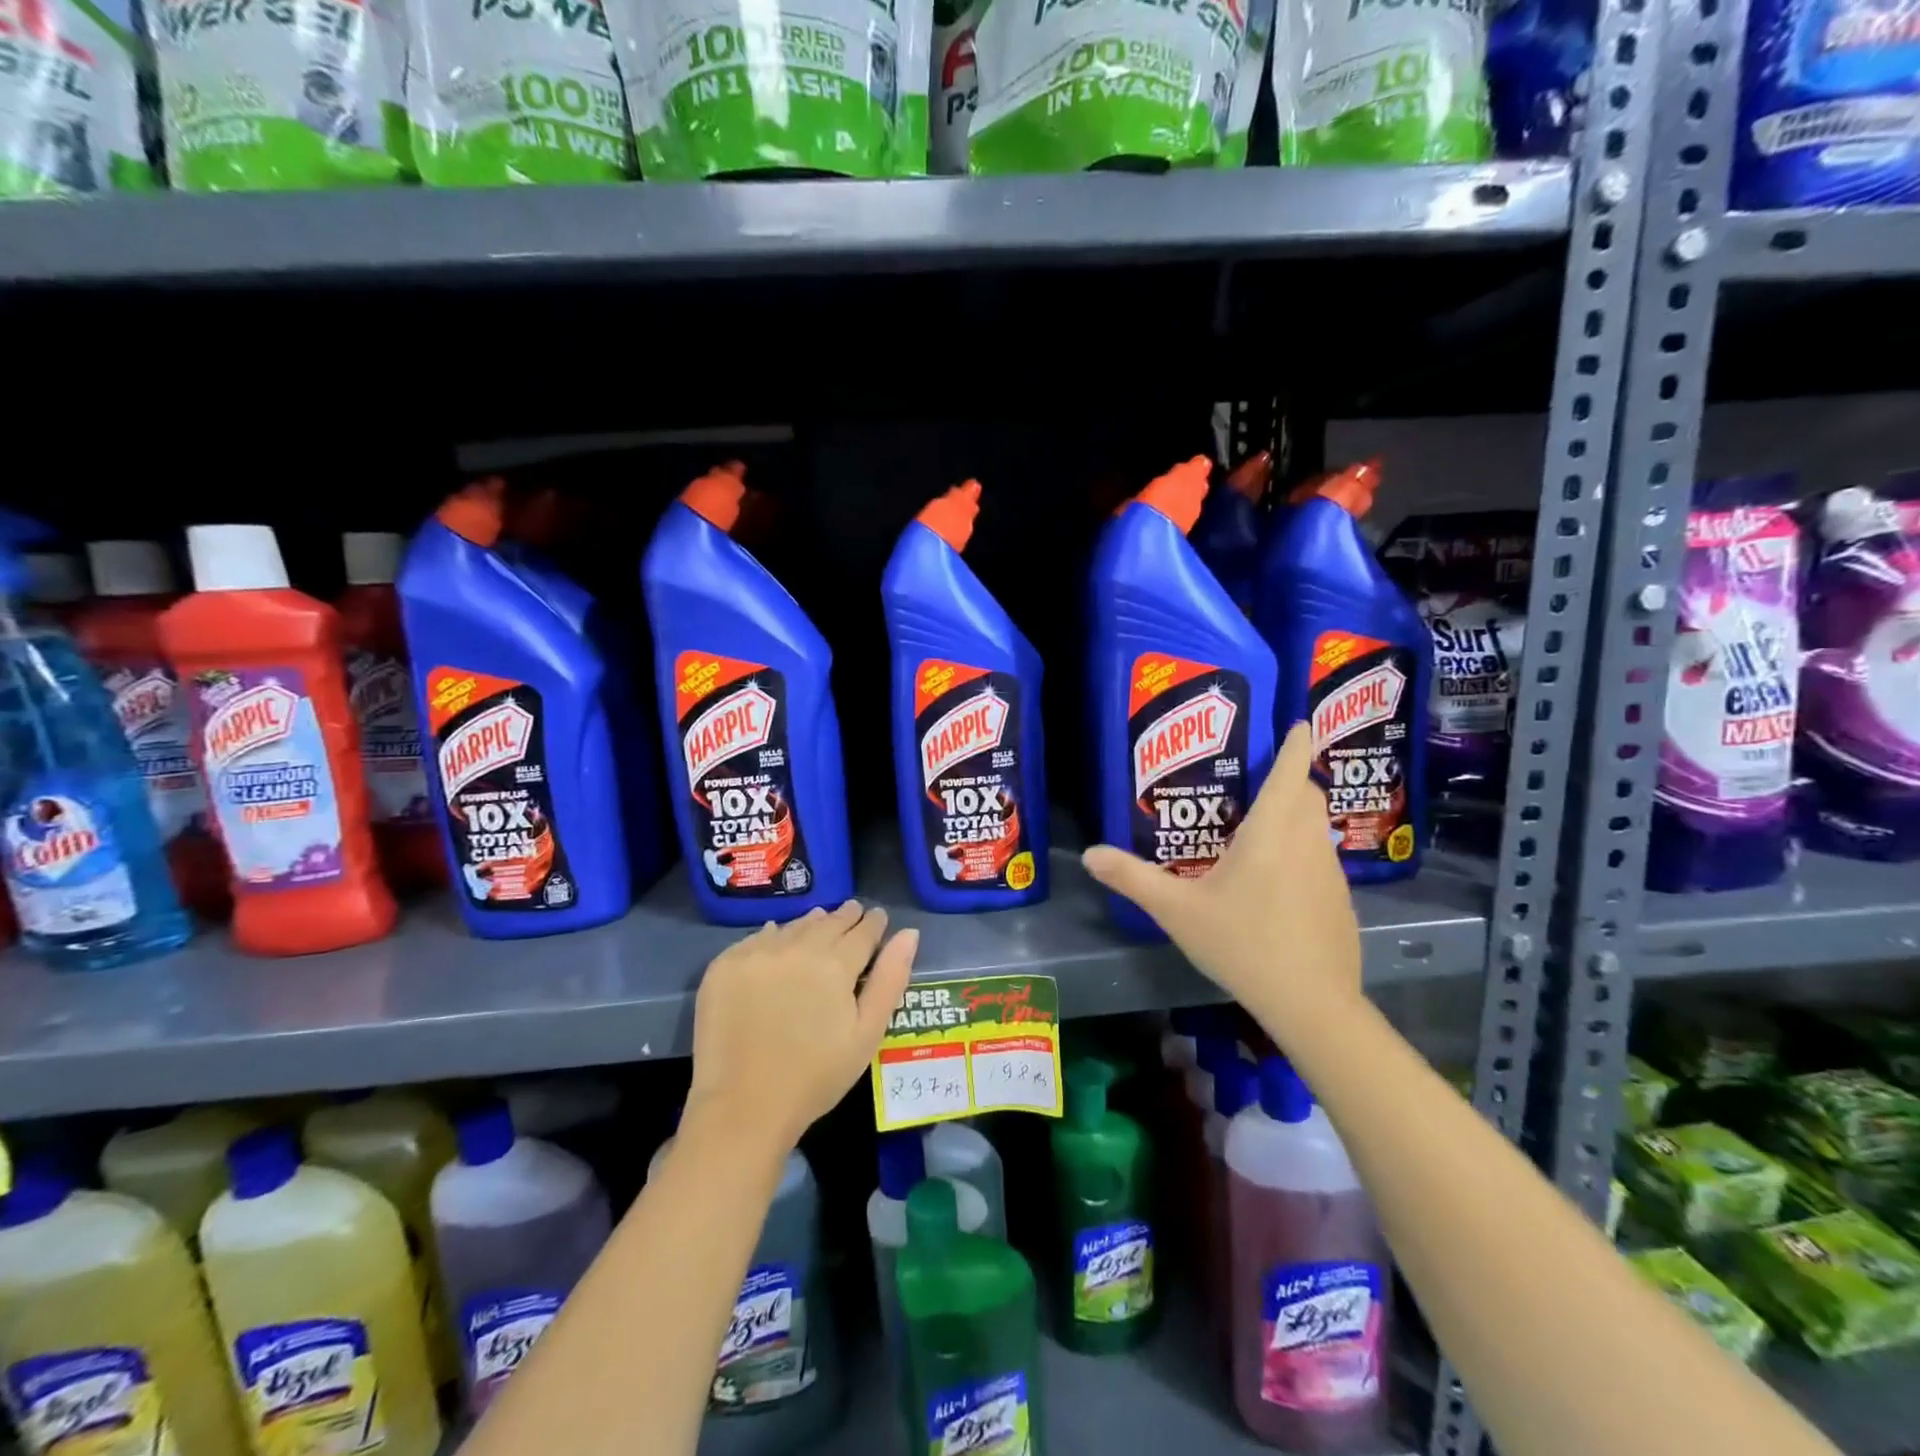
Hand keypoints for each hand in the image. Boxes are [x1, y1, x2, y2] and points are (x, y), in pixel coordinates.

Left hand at [687, 902, 917, 1151]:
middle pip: (828, 921)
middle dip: (845, 917)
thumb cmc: (816, 1077)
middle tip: (853, 913)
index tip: (877, 918)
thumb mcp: (867, 1034)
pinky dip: (773, 936)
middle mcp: (797, 947)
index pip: (863, 930)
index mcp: (836, 964)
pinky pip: (757, 938)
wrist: (742, 1107)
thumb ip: (890, 979)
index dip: (874, 923)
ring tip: (820, 923)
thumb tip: (909, 933)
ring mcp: (757, 953)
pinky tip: (778, 941)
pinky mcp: (725, 965)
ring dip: (811, 923)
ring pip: (794, 926)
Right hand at [1082, 721, 1361, 1030]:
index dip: (1296, 741)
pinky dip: (1302, 849)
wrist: (1311, 1004)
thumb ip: (1133, 879)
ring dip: (1296, 814)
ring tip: (1257, 825)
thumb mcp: (1177, 911)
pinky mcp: (1339, 899)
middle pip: (1308, 794)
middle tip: (1255, 779)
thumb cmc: (1243, 944)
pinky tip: (1274, 880)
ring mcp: (1330, 871)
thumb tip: (1090, 854)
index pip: (1291, 770)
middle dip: (1291, 777)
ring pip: (1316, 825)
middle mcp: (1308, 841)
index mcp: (1272, 831)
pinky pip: (1320, 856)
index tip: (1297, 721)